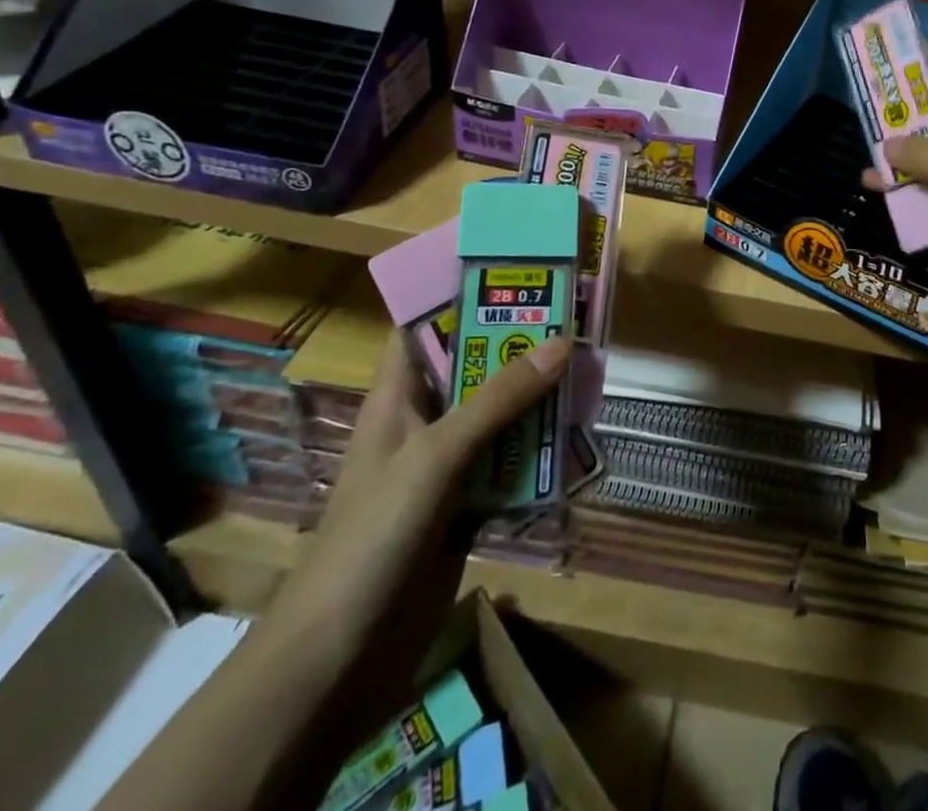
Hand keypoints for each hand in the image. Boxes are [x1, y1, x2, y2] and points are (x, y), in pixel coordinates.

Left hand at [261, 329, 569, 730]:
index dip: (460, 295)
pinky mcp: (466, 508)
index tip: (513, 270)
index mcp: (398, 397)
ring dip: (538, 400)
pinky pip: (510, 465)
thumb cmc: (373, 534)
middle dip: (519, 347)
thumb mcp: (436, 454)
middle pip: (474, 369)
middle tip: (574, 319)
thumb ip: (498, 400)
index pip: (423, 328)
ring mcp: (445, 467)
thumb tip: (561, 343)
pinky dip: (540, 453)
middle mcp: (423, 422)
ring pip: (499, 417)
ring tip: (588, 372)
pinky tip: (578, 439)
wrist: (339, 658)